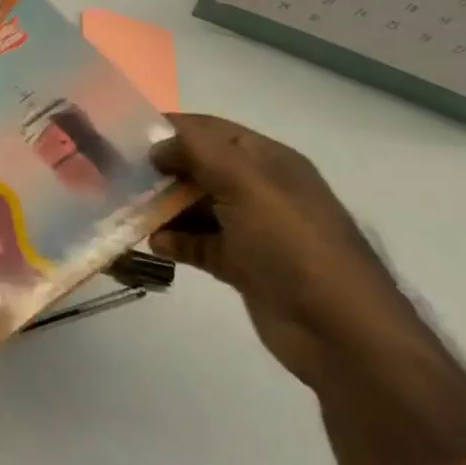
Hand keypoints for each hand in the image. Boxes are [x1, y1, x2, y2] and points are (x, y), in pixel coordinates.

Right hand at [149, 115, 418, 389]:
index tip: (128, 135)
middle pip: (201, 166)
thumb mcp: (245, 183)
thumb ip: (197, 151)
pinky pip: (201, 243)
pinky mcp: (246, 267)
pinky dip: (177, 240)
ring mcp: (254, 230)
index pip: (211, 130)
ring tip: (131, 210)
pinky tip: (154, 243)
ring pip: (197, 205)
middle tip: (121, 174)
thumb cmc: (293, 245)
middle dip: (163, 169)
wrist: (344, 336)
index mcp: (269, 161)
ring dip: (165, 206)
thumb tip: (158, 146)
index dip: (171, 128)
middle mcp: (261, 190)